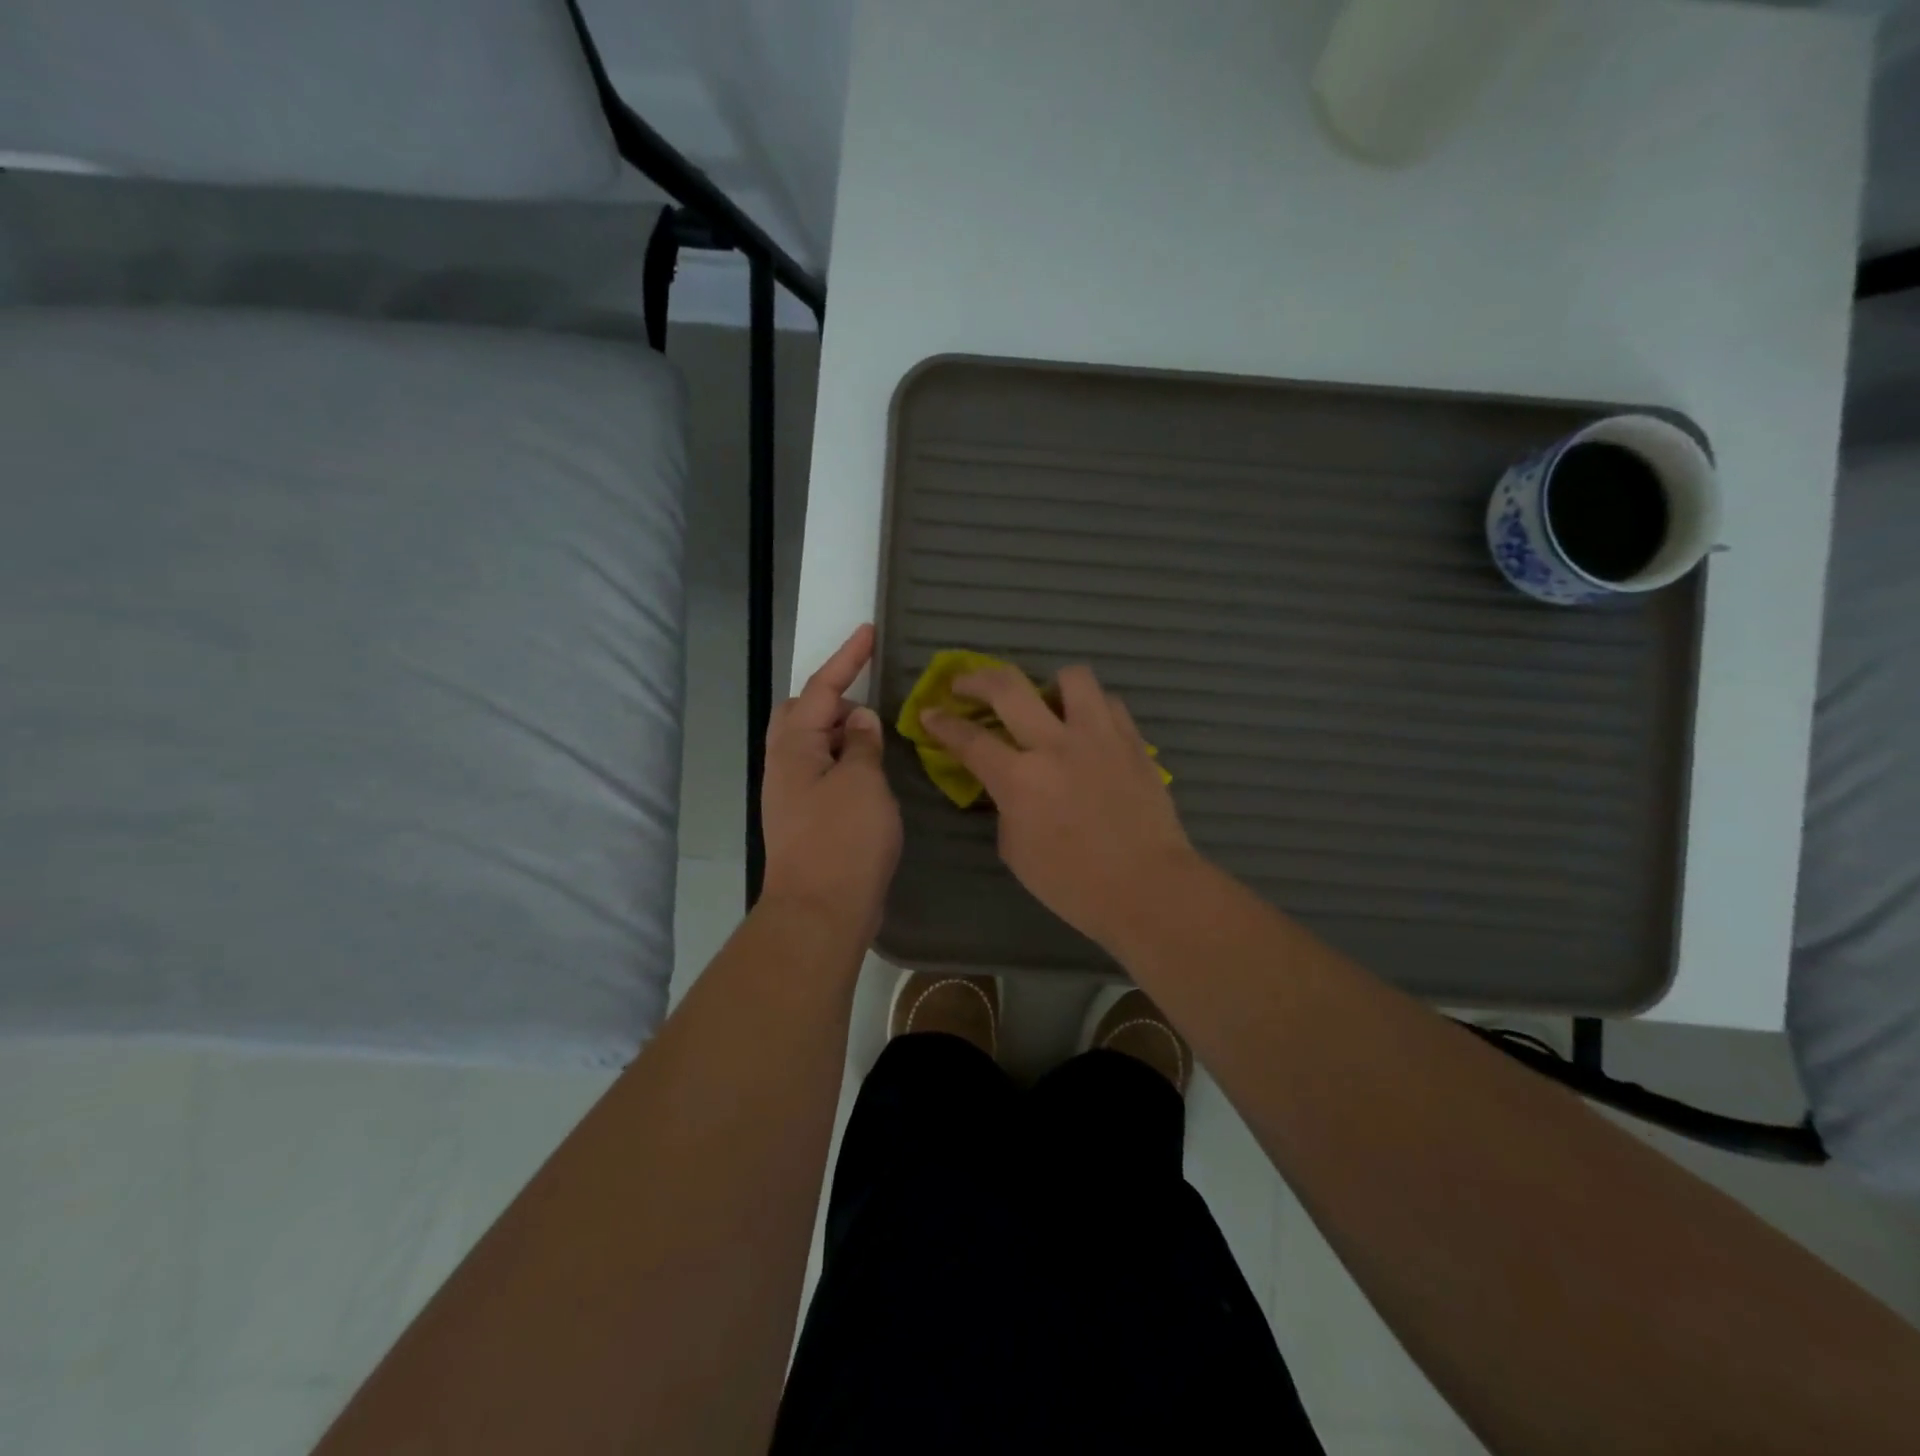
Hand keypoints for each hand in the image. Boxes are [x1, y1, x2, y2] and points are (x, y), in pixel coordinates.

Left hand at [760, 624, 901, 937]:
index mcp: (795, 748)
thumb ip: (863, 744)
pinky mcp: (807, 819)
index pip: (821, 688)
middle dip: (835, 698)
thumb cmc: (843, 842)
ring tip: (877, 737)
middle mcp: (786, 765)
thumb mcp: (863, 783)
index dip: (847, 658)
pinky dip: (847, 762)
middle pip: (804, 713)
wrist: (820, 912)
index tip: (868, 631)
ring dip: (843, 733)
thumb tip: (861, 720)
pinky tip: (871, 774)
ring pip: (815, 745)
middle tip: (871, 703)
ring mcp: (793, 794)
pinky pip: (825, 773)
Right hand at [923, 664, 1197, 948]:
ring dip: (1050, 684)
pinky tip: (1088, 727)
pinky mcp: (1132, 741)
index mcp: (1019, 779)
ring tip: (1046, 701)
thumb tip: (1010, 787)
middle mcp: (1055, 745)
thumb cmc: (1074, 885)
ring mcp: (1098, 737)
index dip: (942, 723)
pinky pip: (1109, 703)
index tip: (929, 712)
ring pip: (1071, 676)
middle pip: (1008, 687)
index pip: (969, 739)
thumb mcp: (1017, 852)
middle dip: (976, 679)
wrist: (1147, 888)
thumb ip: (1006, 808)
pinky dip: (1091, 707)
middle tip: (965, 685)